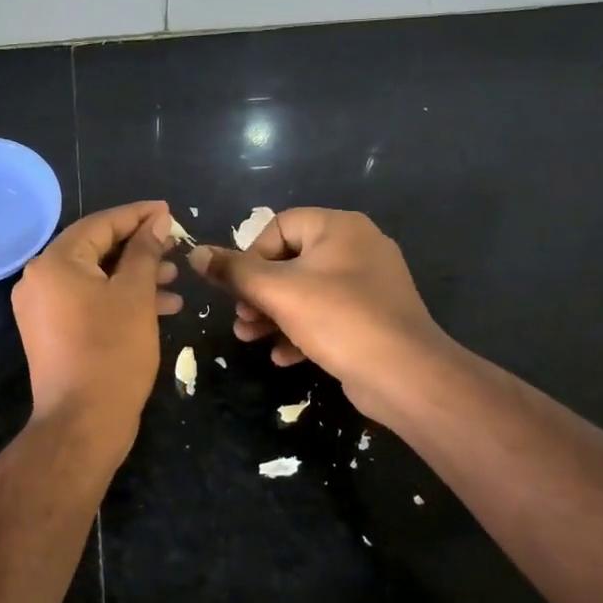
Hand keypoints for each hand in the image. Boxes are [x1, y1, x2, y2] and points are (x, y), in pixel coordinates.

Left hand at [13, 201, 181, 449]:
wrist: (82, 423)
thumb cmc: (112, 352)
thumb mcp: (135, 295)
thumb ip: (145, 252)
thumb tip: (157, 220)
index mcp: (54, 262)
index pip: (100, 224)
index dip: (137, 216)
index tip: (168, 211)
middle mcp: (40, 279)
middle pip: (95, 249)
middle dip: (139, 248)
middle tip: (175, 246)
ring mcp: (41, 308)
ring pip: (94, 278)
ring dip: (134, 276)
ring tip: (174, 279)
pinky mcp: (50, 332)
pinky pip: (87, 301)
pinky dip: (118, 299)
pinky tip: (159, 307)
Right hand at [189, 209, 450, 421]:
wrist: (406, 376)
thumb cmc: (338, 319)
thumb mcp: (276, 292)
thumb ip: (233, 271)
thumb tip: (195, 254)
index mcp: (338, 228)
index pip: (278, 227)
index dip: (251, 256)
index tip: (239, 288)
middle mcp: (357, 247)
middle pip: (289, 261)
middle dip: (258, 293)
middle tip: (241, 318)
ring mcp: (368, 284)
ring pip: (305, 291)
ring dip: (273, 314)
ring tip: (250, 338)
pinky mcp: (372, 317)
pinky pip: (327, 315)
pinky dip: (301, 331)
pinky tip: (283, 356)